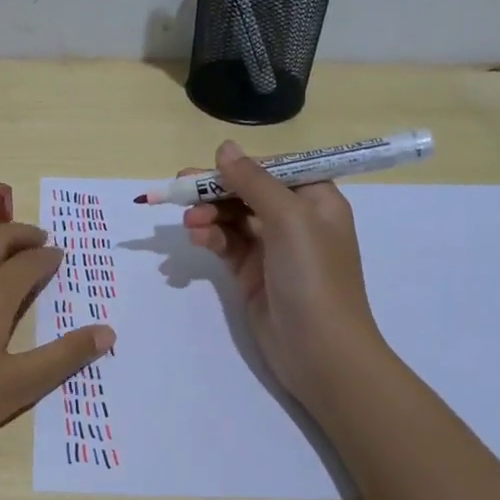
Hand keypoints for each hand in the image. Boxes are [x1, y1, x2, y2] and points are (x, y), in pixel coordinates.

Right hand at [182, 141, 384, 411]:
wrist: (320, 352)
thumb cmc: (313, 277)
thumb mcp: (288, 219)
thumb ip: (254, 181)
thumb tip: (224, 147)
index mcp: (316, 199)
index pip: (274, 168)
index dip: (240, 166)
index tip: (208, 169)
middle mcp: (296, 219)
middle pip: (247, 191)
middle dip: (216, 191)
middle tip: (180, 190)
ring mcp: (273, 248)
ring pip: (232, 218)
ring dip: (209, 216)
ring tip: (190, 225)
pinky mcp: (252, 273)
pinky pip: (226, 244)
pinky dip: (210, 238)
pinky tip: (197, 240)